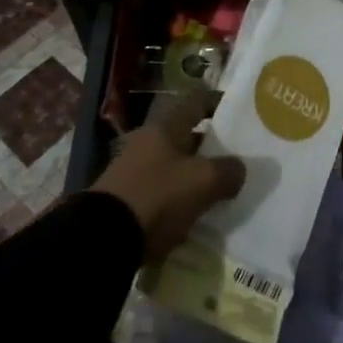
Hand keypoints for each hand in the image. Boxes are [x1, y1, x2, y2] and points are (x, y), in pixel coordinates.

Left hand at [93, 91, 246, 263]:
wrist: (102, 241)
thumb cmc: (157, 197)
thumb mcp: (203, 182)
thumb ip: (228, 171)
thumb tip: (238, 169)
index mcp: (165, 127)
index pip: (197, 101)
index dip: (219, 103)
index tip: (240, 112)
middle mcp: (147, 142)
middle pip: (186, 135)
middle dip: (211, 146)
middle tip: (237, 158)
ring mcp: (133, 171)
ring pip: (174, 165)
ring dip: (195, 175)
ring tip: (220, 189)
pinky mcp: (125, 200)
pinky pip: (161, 191)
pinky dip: (179, 198)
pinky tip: (194, 213)